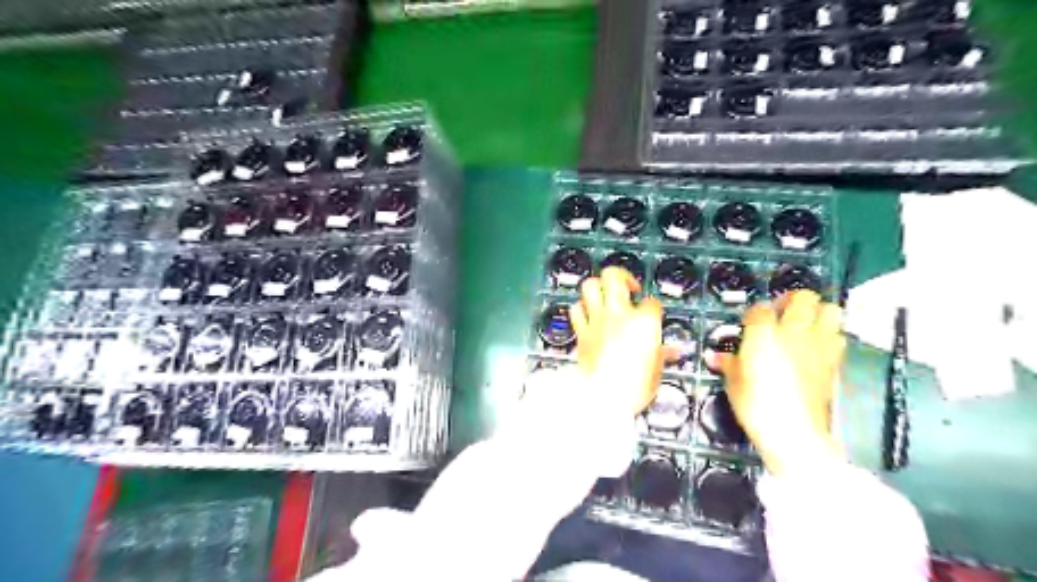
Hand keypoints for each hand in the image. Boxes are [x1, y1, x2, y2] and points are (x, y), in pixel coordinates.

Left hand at [570, 267, 669, 415]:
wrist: (603, 398)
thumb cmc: (635, 387)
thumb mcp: (656, 371)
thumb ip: (662, 354)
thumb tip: (672, 350)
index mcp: (644, 322)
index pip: (652, 302)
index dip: (653, 306)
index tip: (653, 313)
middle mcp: (618, 314)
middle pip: (615, 276)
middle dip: (622, 276)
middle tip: (629, 288)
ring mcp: (596, 320)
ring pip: (591, 286)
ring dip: (598, 287)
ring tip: (606, 296)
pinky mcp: (581, 332)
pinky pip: (576, 309)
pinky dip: (582, 308)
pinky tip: (588, 315)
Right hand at [718, 292, 845, 477]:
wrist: (793, 431)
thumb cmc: (756, 405)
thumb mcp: (733, 382)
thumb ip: (727, 363)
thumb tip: (716, 357)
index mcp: (764, 333)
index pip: (760, 307)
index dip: (754, 313)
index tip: (749, 322)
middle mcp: (794, 333)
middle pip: (803, 297)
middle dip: (792, 300)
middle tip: (781, 312)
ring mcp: (818, 345)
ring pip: (830, 310)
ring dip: (818, 312)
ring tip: (804, 324)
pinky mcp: (834, 362)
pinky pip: (838, 337)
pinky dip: (829, 336)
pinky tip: (817, 347)